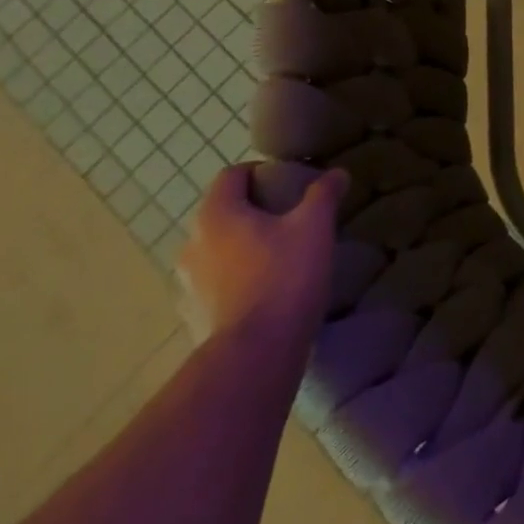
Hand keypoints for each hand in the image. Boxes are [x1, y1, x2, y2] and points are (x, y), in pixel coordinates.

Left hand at [177, 164, 345, 356]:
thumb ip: (323, 194)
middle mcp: (192, 244)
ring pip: (216, 250)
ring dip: (241, 247)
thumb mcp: (315, 226)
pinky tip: (264, 292)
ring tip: (277, 258)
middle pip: (222, 213)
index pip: (231, 175)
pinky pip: (214, 285)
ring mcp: (187, 283)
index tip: (286, 182)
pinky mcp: (192, 316)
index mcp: (217, 215)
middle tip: (289, 220)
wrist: (256, 352)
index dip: (259, 172)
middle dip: (253, 211)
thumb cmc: (284, 276)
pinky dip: (235, 280)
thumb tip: (336, 173)